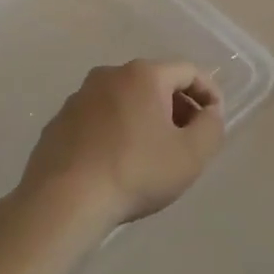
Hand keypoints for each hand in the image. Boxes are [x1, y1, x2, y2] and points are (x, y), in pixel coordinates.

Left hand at [18, 60, 226, 234]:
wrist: (63, 202)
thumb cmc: (136, 172)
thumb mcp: (191, 155)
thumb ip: (211, 126)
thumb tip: (209, 112)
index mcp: (144, 75)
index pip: (189, 71)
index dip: (209, 93)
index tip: (215, 120)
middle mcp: (109, 75)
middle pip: (156, 82)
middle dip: (178, 106)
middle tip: (188, 139)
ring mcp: (79, 97)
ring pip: (126, 99)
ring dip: (146, 118)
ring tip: (154, 154)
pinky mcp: (58, 122)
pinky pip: (100, 118)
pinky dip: (117, 131)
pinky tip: (119, 162)